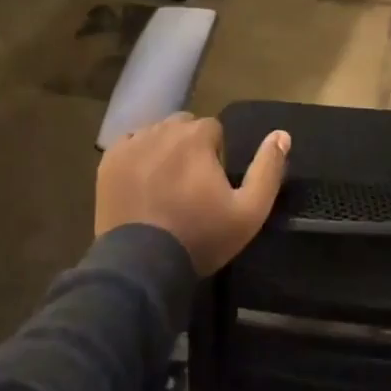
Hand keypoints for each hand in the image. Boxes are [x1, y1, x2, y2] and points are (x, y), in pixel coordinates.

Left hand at [95, 114, 290, 275]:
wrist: (142, 264)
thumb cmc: (200, 237)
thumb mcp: (249, 212)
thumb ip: (268, 170)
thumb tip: (282, 134)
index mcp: (196, 137)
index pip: (213, 128)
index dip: (216, 154)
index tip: (212, 183)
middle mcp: (162, 130)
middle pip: (183, 126)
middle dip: (190, 146)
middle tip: (190, 183)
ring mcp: (132, 144)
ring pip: (155, 132)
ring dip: (164, 148)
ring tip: (165, 184)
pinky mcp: (109, 161)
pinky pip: (129, 144)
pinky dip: (138, 155)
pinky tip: (142, 182)